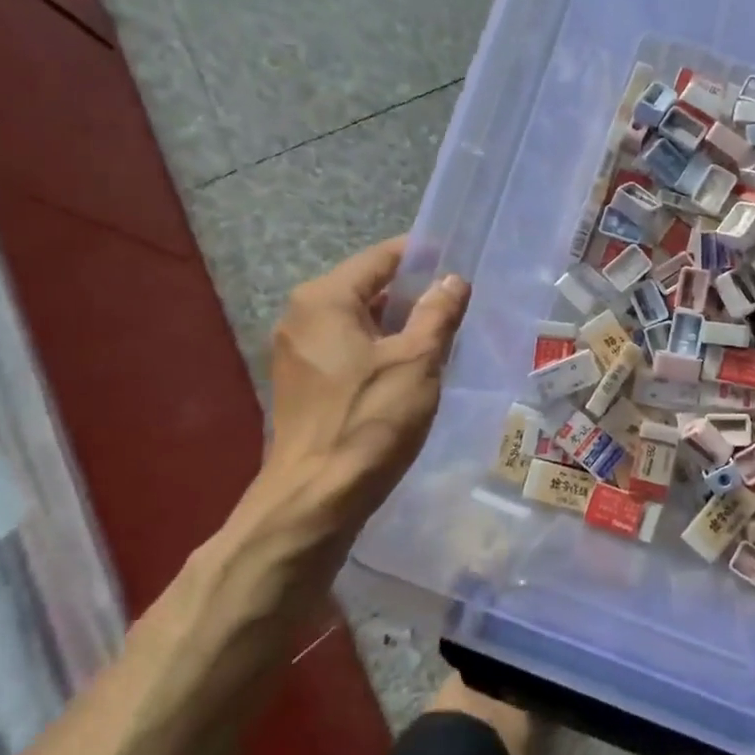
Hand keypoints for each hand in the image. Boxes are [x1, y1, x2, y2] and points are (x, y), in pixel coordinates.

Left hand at [228, 236, 468, 576]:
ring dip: (398, 324)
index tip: (458, 262)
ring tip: (442, 335)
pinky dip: (378, 348)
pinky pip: (346, 348)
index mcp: (324, 299)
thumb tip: (453, 280)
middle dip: (413, 293)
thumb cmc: (370, 420)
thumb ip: (437, 313)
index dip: (422, 256)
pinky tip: (410, 368)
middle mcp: (302, 316)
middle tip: (457, 304)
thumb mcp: (417, 361)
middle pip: (367, 287)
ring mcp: (297, 351)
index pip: (381, 258)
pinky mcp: (302, 382)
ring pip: (358, 321)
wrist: (315, 498)